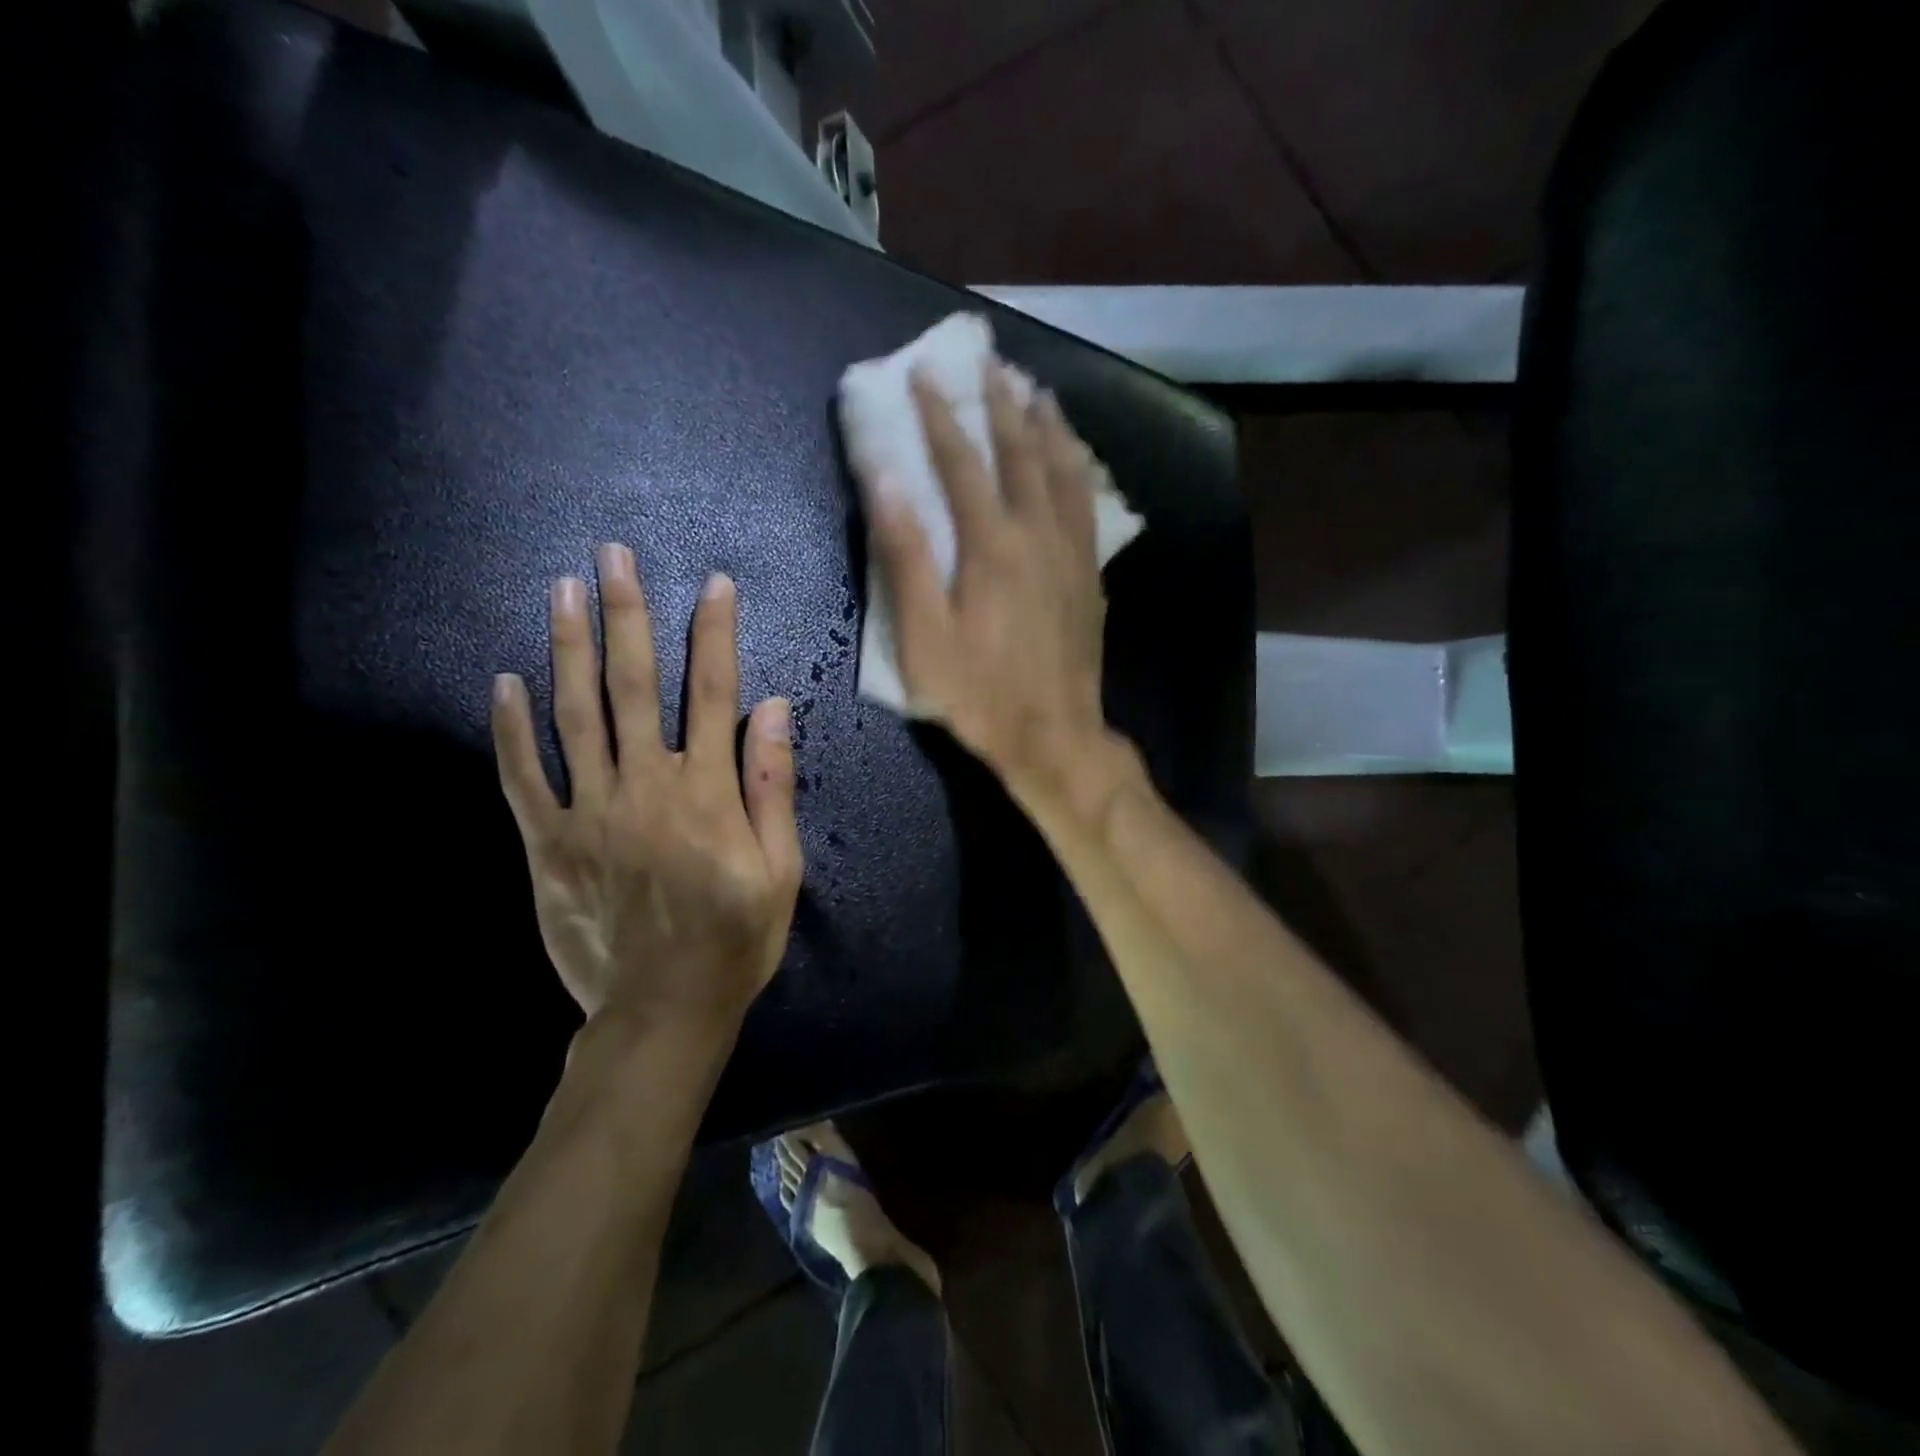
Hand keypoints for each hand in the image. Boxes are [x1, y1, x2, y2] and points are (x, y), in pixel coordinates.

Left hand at [490, 545, 802, 1054]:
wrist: (663, 1010)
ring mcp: (590, 813)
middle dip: (627, 616)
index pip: (714, 694)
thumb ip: (772, 786)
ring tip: (562, 590)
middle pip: (634, 686)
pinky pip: (522, 778)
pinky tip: (504, 682)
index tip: (712, 584)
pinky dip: (511, 729)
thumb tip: (773, 708)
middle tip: (613, 556)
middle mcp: (646, 787)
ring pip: (575, 716)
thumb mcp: (781, 870)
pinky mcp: (549, 844)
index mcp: (706, 793)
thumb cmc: (735, 939)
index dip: (714, 634)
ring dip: (569, 648)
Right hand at [866, 361, 1141, 819]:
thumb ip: (905, 556)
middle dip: (1000, 402)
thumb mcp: (924, 637)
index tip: (923, 373)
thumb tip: (885, 480)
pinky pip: (1089, 502)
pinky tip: (1077, 455)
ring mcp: (1071, 552)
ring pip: (1064, 469)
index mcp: (991, 546)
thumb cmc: (979, 693)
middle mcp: (1038, 534)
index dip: (939, 415)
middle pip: (1021, 452)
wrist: (1054, 734)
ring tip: (1036, 389)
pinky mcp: (1090, 573)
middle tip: (988, 361)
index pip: (961, 462)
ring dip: (1048, 424)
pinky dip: (1079, 466)